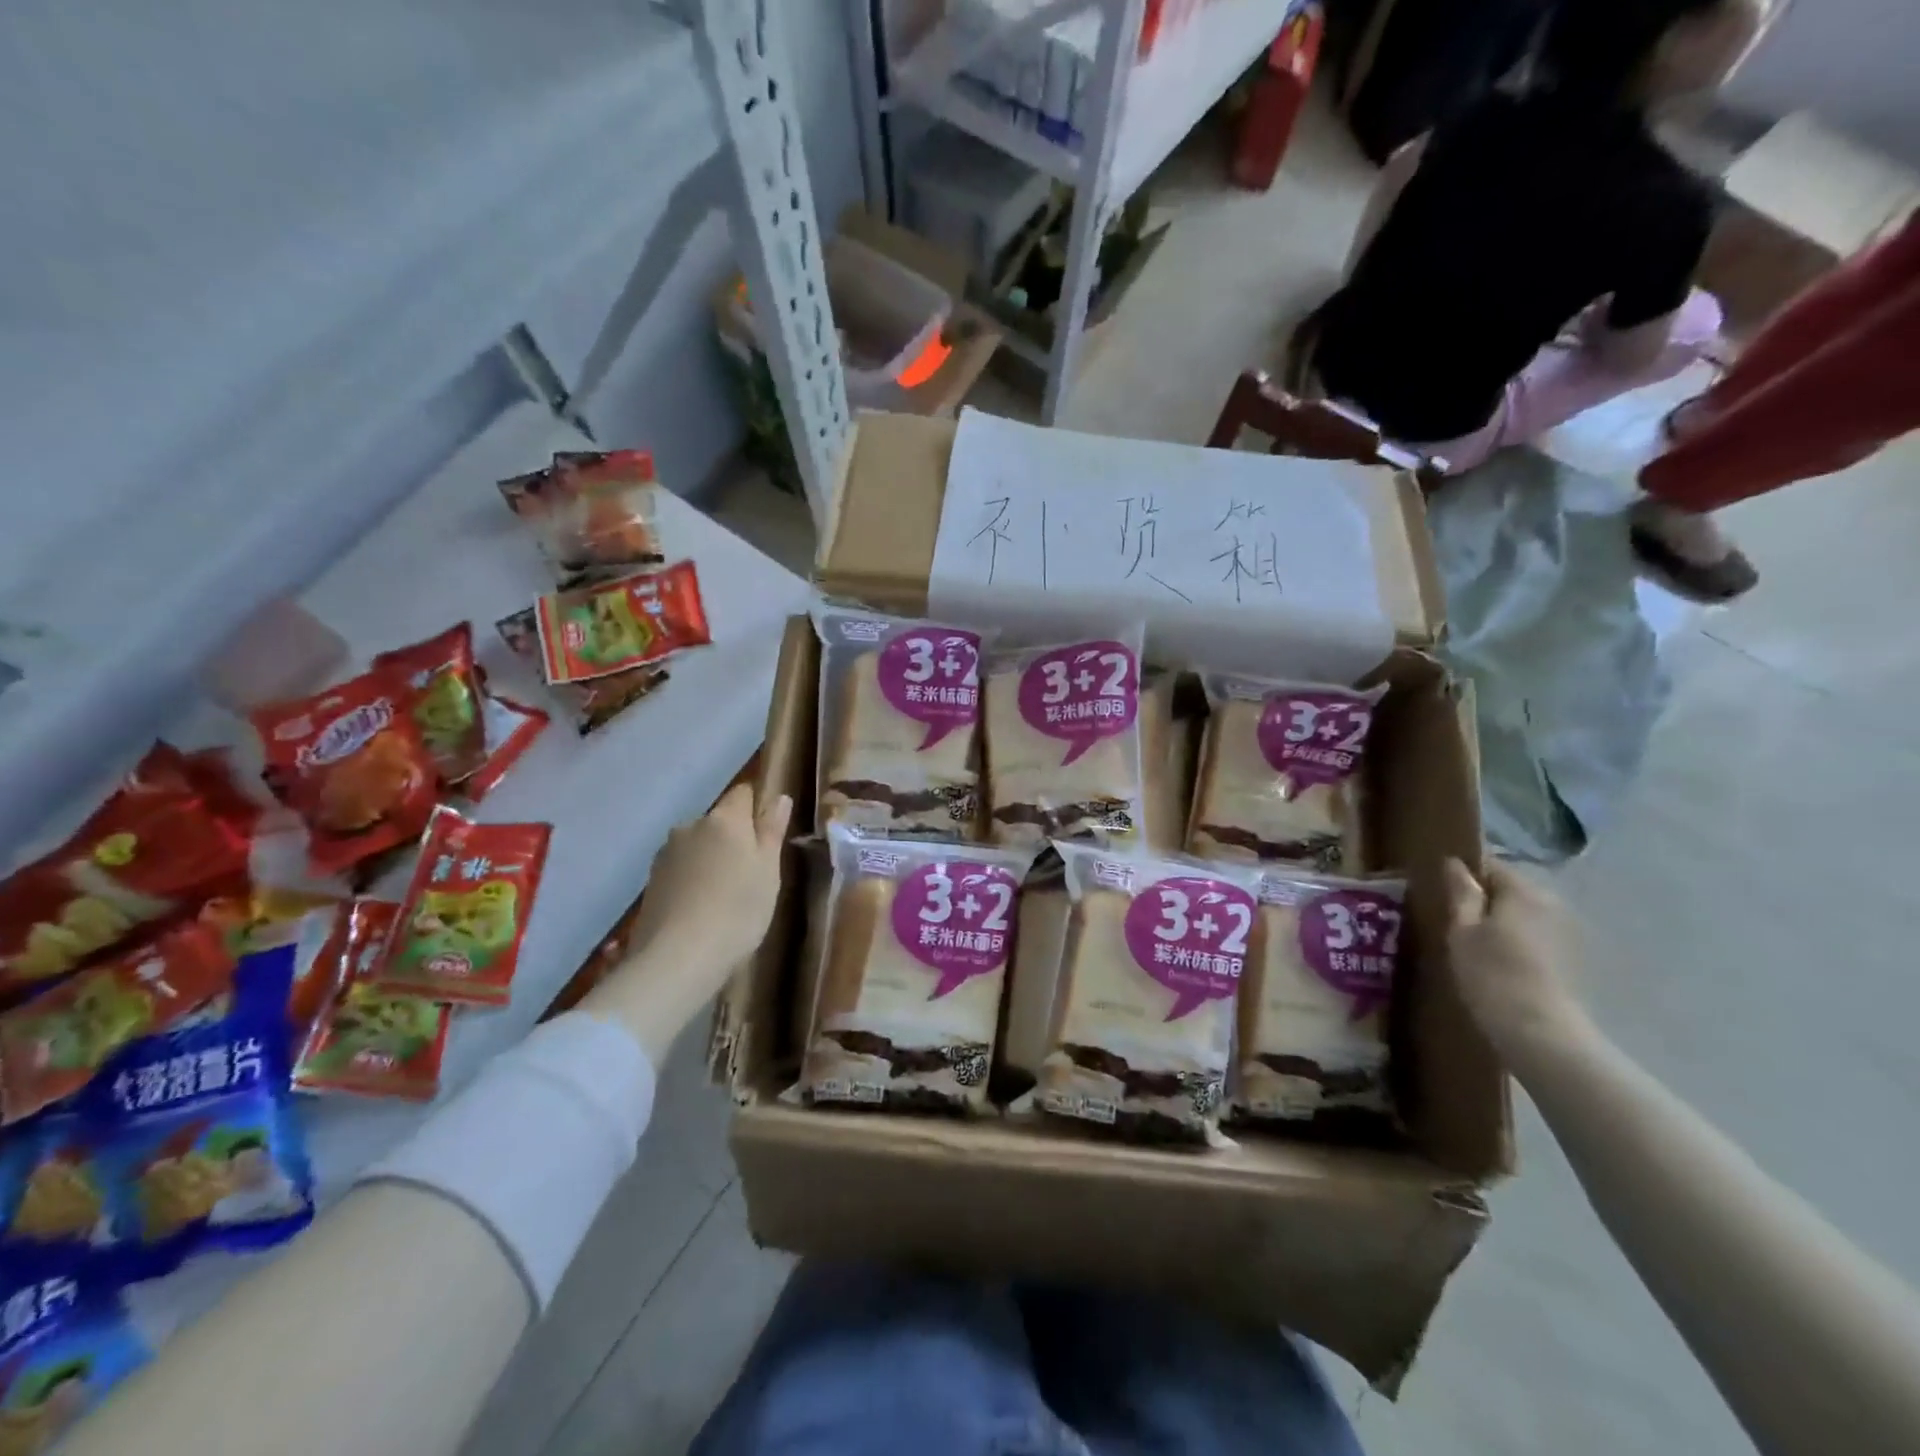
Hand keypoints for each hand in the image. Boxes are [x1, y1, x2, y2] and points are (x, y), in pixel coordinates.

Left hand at [626, 783, 791, 975]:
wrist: (678, 957)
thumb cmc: (738, 910)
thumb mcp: (768, 871)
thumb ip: (772, 830)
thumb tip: (780, 797)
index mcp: (724, 819)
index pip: (743, 793)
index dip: (756, 809)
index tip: (767, 838)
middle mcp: (691, 826)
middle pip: (719, 822)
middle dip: (733, 839)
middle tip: (751, 876)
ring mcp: (666, 854)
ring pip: (697, 846)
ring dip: (711, 860)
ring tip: (723, 898)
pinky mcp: (651, 881)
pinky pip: (681, 870)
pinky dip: (692, 881)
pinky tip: (700, 910)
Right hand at [1445, 858, 1593, 1071]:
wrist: (1542, 1034)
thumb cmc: (1492, 975)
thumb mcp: (1462, 931)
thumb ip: (1462, 893)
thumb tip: (1455, 863)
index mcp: (1524, 891)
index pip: (1491, 866)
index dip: (1465, 875)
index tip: (1444, 893)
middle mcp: (1553, 903)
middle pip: (1512, 890)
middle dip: (1486, 900)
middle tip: (1456, 922)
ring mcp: (1570, 933)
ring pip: (1526, 915)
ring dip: (1505, 922)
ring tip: (1478, 945)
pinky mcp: (1576, 960)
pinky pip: (1539, 937)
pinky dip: (1521, 943)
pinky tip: (1504, 965)